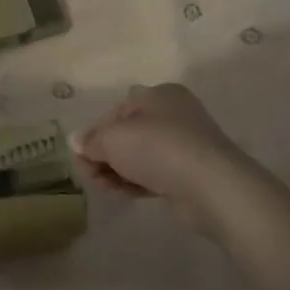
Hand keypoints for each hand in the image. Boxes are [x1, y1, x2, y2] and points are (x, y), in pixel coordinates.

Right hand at [73, 84, 257, 229]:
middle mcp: (175, 115)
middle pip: (128, 134)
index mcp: (159, 95)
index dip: (96, 132)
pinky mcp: (192, 175)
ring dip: (117, 171)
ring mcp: (186, 146)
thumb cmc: (158, 148)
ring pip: (140, 157)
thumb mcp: (113, 138)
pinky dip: (136, 182)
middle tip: (88, 174)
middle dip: (104, 154)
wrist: (212, 187)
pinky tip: (121, 194)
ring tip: (103, 187)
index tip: (81, 154)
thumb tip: (77, 142)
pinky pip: (155, 175)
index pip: (118, 111)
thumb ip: (91, 140)